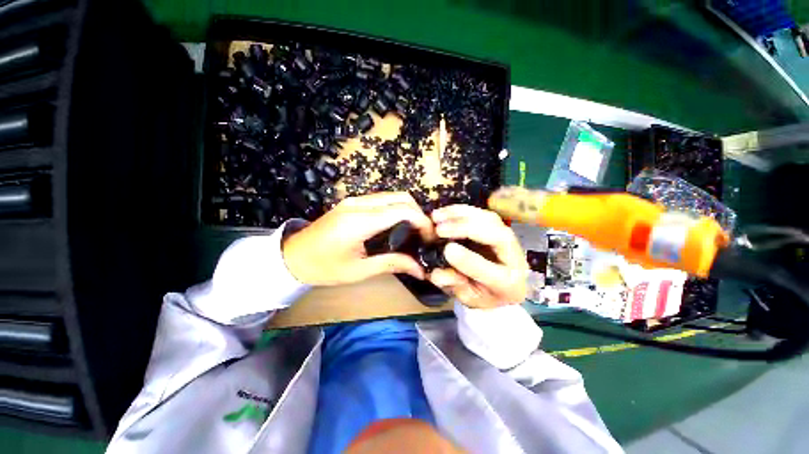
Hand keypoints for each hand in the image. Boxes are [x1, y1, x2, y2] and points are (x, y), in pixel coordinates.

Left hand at [282, 192, 434, 285]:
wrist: (292, 256)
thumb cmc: (324, 268)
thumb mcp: (359, 271)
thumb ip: (392, 264)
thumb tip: (420, 269)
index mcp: (360, 221)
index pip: (402, 210)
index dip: (422, 221)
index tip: (429, 237)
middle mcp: (359, 204)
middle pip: (401, 197)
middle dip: (419, 213)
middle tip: (424, 234)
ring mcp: (354, 199)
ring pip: (392, 195)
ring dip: (408, 209)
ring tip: (413, 230)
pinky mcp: (352, 201)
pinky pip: (382, 199)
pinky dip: (396, 207)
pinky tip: (397, 224)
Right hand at [429, 205, 527, 308]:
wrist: (503, 287)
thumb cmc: (484, 295)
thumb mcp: (468, 298)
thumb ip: (454, 286)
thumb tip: (436, 274)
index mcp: (509, 284)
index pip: (491, 272)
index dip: (468, 260)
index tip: (447, 250)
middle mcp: (515, 258)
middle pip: (498, 236)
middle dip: (466, 229)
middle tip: (439, 229)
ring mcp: (509, 239)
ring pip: (491, 220)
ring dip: (461, 215)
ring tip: (437, 217)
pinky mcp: (499, 227)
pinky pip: (483, 213)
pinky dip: (462, 210)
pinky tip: (445, 212)